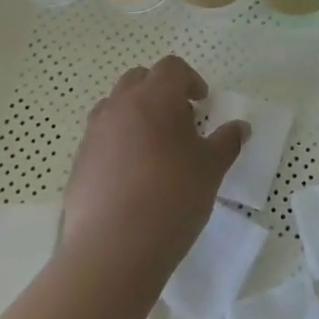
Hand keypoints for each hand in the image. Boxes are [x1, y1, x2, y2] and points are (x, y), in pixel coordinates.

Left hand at [60, 56, 247, 284]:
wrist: (113, 250)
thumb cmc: (172, 197)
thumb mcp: (212, 168)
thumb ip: (227, 141)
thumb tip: (240, 127)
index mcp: (154, 98)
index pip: (171, 68)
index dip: (190, 79)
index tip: (202, 103)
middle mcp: (119, 106)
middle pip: (138, 79)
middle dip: (160, 91)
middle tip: (180, 120)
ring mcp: (93, 134)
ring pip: (115, 106)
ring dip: (136, 114)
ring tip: (154, 147)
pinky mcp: (78, 164)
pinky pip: (101, 138)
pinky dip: (118, 143)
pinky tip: (133, 176)